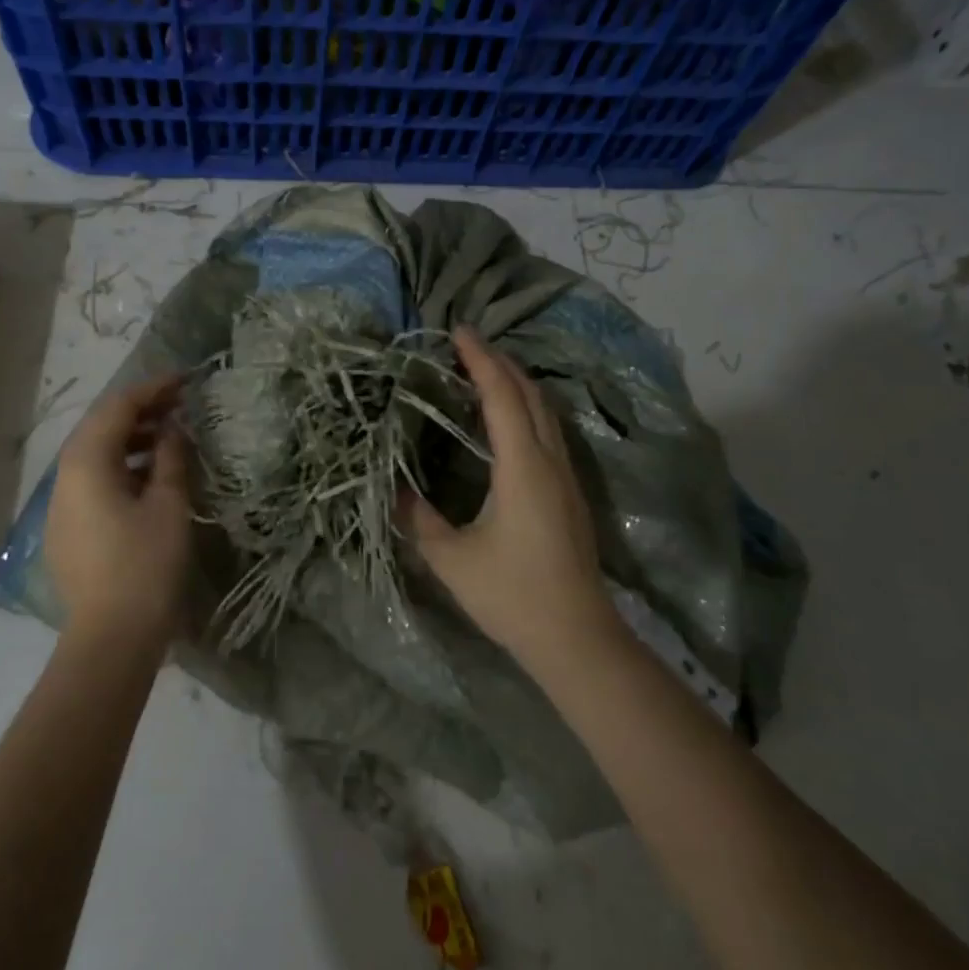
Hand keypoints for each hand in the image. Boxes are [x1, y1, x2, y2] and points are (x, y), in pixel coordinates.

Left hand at [46, 375, 192, 651]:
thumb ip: (169, 457)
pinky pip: (93, 481)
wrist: (111, 639)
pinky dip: (121, 467)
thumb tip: (172, 428)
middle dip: (140, 411)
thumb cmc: (146, 566)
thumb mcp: (168, 505)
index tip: (185, 381)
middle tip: (179, 404)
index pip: (118, 408)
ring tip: (168, 437)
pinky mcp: (67, 529)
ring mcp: (61, 505)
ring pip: (94, 455)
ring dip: (130, 439)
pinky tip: (149, 477)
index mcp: (87, 464)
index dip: (152, 389)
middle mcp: (64, 478)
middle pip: (100, 427)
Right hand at [404, 328, 616, 668]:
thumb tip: (392, 489)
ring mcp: (565, 476)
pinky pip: (548, 431)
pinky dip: (525, 408)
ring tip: (483, 371)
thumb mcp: (451, 559)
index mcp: (521, 466)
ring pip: (544, 411)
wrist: (577, 637)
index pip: (501, 396)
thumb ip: (417, 518)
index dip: (480, 360)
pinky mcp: (569, 492)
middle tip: (466, 344)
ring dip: (516, 383)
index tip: (458, 331)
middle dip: (500, 362)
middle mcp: (549, 461)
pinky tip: (507, 420)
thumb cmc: (513, 594)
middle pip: (529, 393)